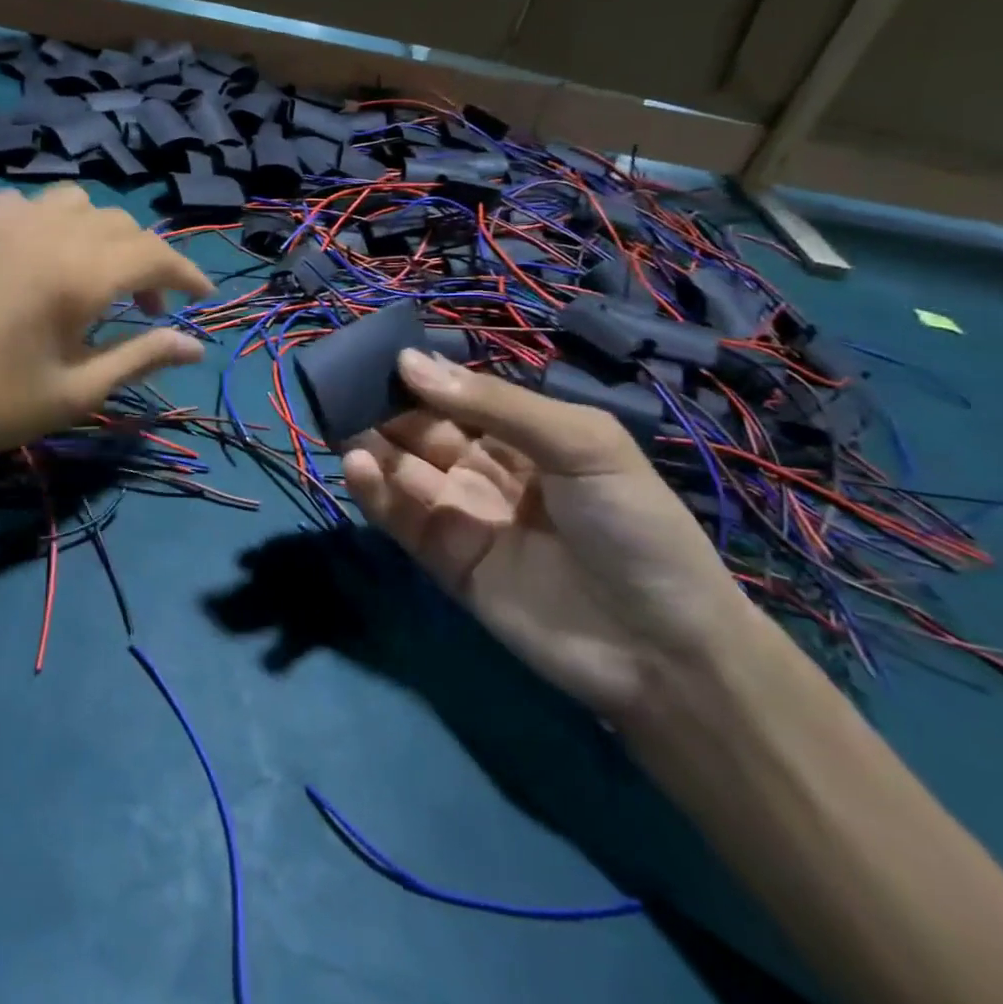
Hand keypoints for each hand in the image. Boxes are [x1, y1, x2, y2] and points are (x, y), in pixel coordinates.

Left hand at [0, 184, 212, 496]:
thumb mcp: (71, 393)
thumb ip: (137, 359)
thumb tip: (193, 346)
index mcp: (79, 273)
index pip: (155, 254)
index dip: (186, 273)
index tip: (201, 298)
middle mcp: (48, 232)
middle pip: (121, 224)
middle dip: (146, 260)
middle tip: (145, 309)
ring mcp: (3, 221)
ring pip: (76, 202)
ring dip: (101, 234)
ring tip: (93, 278)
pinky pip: (28, 204)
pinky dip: (53, 223)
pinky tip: (37, 261)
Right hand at [341, 350, 762, 720]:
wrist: (664, 649)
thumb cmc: (633, 526)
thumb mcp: (580, 443)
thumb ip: (494, 404)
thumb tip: (409, 361)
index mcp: (525, 435)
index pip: (458, 395)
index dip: (421, 375)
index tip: (376, 353)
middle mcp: (487, 469)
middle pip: (423, 428)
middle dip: (385, 405)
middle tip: (341, 383)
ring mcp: (463, 515)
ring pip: (404, 468)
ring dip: (371, 442)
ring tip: (338, 419)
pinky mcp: (444, 560)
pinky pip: (402, 517)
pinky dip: (375, 490)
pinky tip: (358, 464)